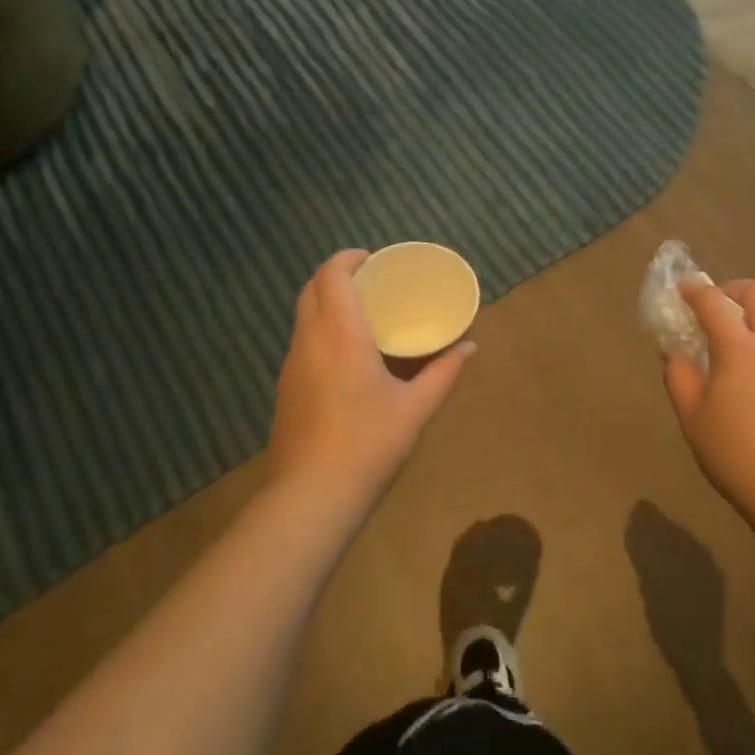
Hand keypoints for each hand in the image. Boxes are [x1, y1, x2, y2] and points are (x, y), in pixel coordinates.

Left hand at [267, 250, 474, 502]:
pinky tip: (346, 355)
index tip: (374, 258)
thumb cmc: (368, 444)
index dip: (348, 258)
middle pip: (311, 289)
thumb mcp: (416, 408)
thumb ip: (444, 372)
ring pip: (302, 316)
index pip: (332, 275)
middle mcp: (309, 340)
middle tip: (371, 281)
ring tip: (362, 313)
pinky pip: (301, 341)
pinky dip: (320, 329)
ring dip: (326, 302)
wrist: (311, 496)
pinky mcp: (285, 387)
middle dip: (336, 275)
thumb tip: (469, 347)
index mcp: (340, 334)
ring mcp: (291, 365)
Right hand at [662, 279, 754, 527]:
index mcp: (740, 350)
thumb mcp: (691, 417)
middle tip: (717, 303)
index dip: (695, 291)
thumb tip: (676, 352)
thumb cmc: (734, 455)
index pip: (714, 302)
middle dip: (734, 289)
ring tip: (747, 328)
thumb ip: (679, 376)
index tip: (682, 290)